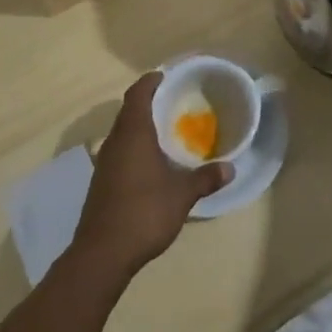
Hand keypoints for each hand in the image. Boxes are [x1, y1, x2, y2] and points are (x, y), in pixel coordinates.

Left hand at [71, 72, 231, 279]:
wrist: (102, 254)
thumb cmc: (144, 212)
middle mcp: (114, 142)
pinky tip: (150, 162)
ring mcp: (104, 163)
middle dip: (147, 102)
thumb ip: (205, 178)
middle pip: (128, 111)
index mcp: (133, 134)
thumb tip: (230, 168)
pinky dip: (133, 147)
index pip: (137, 94)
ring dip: (139, 126)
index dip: (150, 82)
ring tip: (164, 130)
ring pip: (122, 133)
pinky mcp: (101, 182)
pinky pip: (119, 151)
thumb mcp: (182, 195)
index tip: (165, 77)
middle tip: (172, 102)